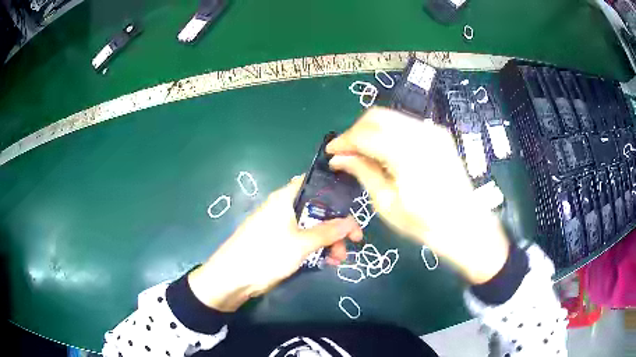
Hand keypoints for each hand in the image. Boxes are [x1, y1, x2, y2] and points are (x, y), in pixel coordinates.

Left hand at [188, 175, 363, 311]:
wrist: (233, 278)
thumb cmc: (266, 254)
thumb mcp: (301, 243)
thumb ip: (328, 232)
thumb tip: (352, 222)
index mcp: (286, 198)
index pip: (314, 183)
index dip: (335, 191)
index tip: (353, 206)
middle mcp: (284, 208)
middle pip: (317, 209)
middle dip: (337, 225)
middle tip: (355, 240)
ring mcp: (282, 227)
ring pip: (313, 227)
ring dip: (329, 241)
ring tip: (340, 258)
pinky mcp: (280, 243)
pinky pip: (304, 241)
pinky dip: (317, 249)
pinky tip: (328, 261)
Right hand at [326, 107, 508, 283]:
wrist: (465, 225)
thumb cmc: (426, 224)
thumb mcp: (387, 204)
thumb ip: (363, 172)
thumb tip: (339, 158)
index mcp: (407, 154)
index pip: (365, 134)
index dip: (343, 141)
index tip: (331, 152)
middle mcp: (421, 133)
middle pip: (376, 116)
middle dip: (356, 131)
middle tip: (346, 153)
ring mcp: (432, 130)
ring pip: (390, 117)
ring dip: (371, 130)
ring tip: (363, 153)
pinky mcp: (438, 133)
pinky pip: (405, 124)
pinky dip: (388, 132)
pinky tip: (384, 151)